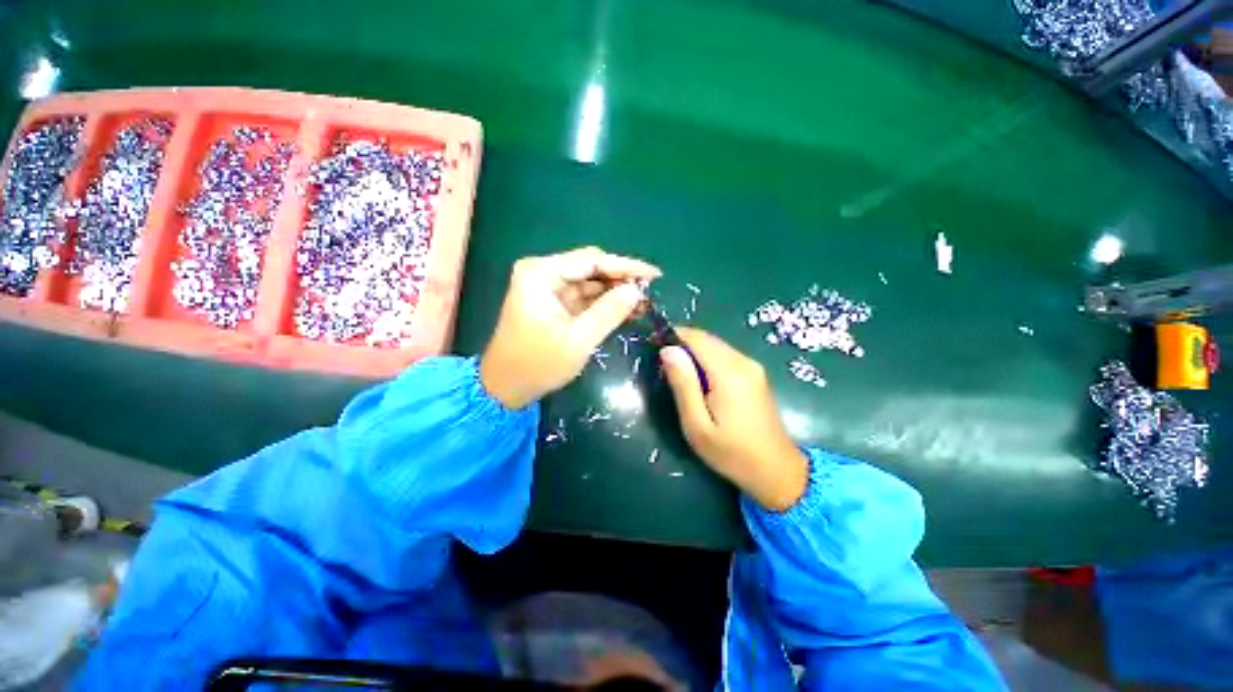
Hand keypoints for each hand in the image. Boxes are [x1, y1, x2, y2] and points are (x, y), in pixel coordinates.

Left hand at [480, 247, 659, 409]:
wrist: (506, 388)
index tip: (654, 274)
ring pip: (590, 283)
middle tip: (651, 289)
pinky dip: (605, 303)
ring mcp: (548, 288)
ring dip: (616, 292)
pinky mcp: (554, 304)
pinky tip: (628, 309)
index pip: (591, 260)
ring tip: (645, 301)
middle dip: (621, 279)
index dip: (625, 266)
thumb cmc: (538, 364)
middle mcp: (543, 273)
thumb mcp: (578, 340)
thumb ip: (609, 312)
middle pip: (591, 268)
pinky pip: (585, 298)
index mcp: (541, 273)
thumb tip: (636, 291)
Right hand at [660, 328, 809, 511]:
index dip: (673, 336)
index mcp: (728, 373)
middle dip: (682, 343)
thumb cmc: (731, 453)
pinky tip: (699, 380)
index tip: (654, 346)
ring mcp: (752, 366)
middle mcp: (743, 362)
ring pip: (716, 345)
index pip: (696, 338)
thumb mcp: (697, 424)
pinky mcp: (755, 373)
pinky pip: (725, 355)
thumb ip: (683, 384)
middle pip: (706, 339)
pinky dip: (707, 359)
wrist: (776, 470)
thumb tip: (668, 350)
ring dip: (694, 352)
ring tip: (677, 374)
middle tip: (663, 365)